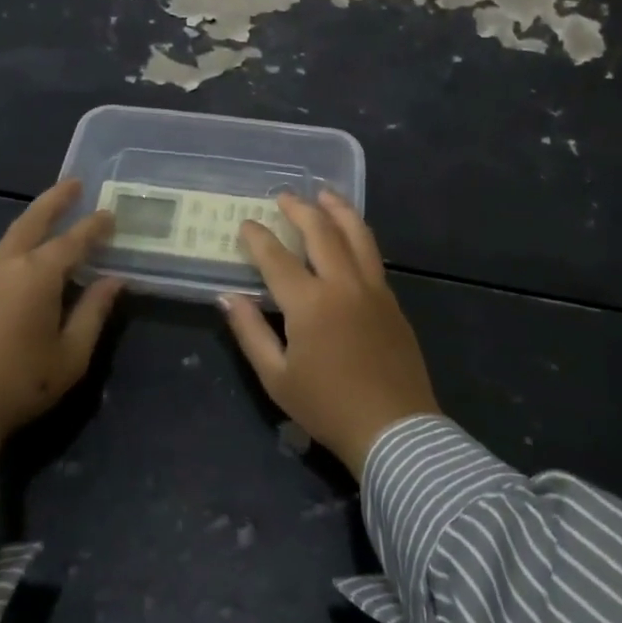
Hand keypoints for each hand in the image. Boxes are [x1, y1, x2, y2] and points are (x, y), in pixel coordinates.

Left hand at [0, 180, 122, 446]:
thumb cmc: (22, 383)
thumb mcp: (71, 354)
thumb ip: (94, 312)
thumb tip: (114, 281)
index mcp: (37, 276)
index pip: (73, 241)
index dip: (94, 227)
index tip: (111, 214)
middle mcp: (8, 266)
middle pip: (33, 221)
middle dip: (56, 200)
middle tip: (75, 183)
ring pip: (13, 235)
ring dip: (35, 219)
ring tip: (54, 212)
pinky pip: (2, 254)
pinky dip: (21, 241)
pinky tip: (29, 252)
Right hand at [219, 189, 438, 477]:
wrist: (394, 429)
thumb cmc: (327, 407)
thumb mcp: (276, 377)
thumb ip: (250, 332)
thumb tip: (227, 297)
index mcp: (309, 304)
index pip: (276, 258)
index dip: (258, 238)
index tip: (246, 224)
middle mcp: (342, 285)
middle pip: (321, 232)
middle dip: (300, 209)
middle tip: (284, 196)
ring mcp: (373, 289)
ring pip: (356, 234)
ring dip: (338, 209)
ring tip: (325, 193)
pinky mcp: (391, 300)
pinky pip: (372, 254)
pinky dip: (358, 234)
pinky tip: (350, 233)